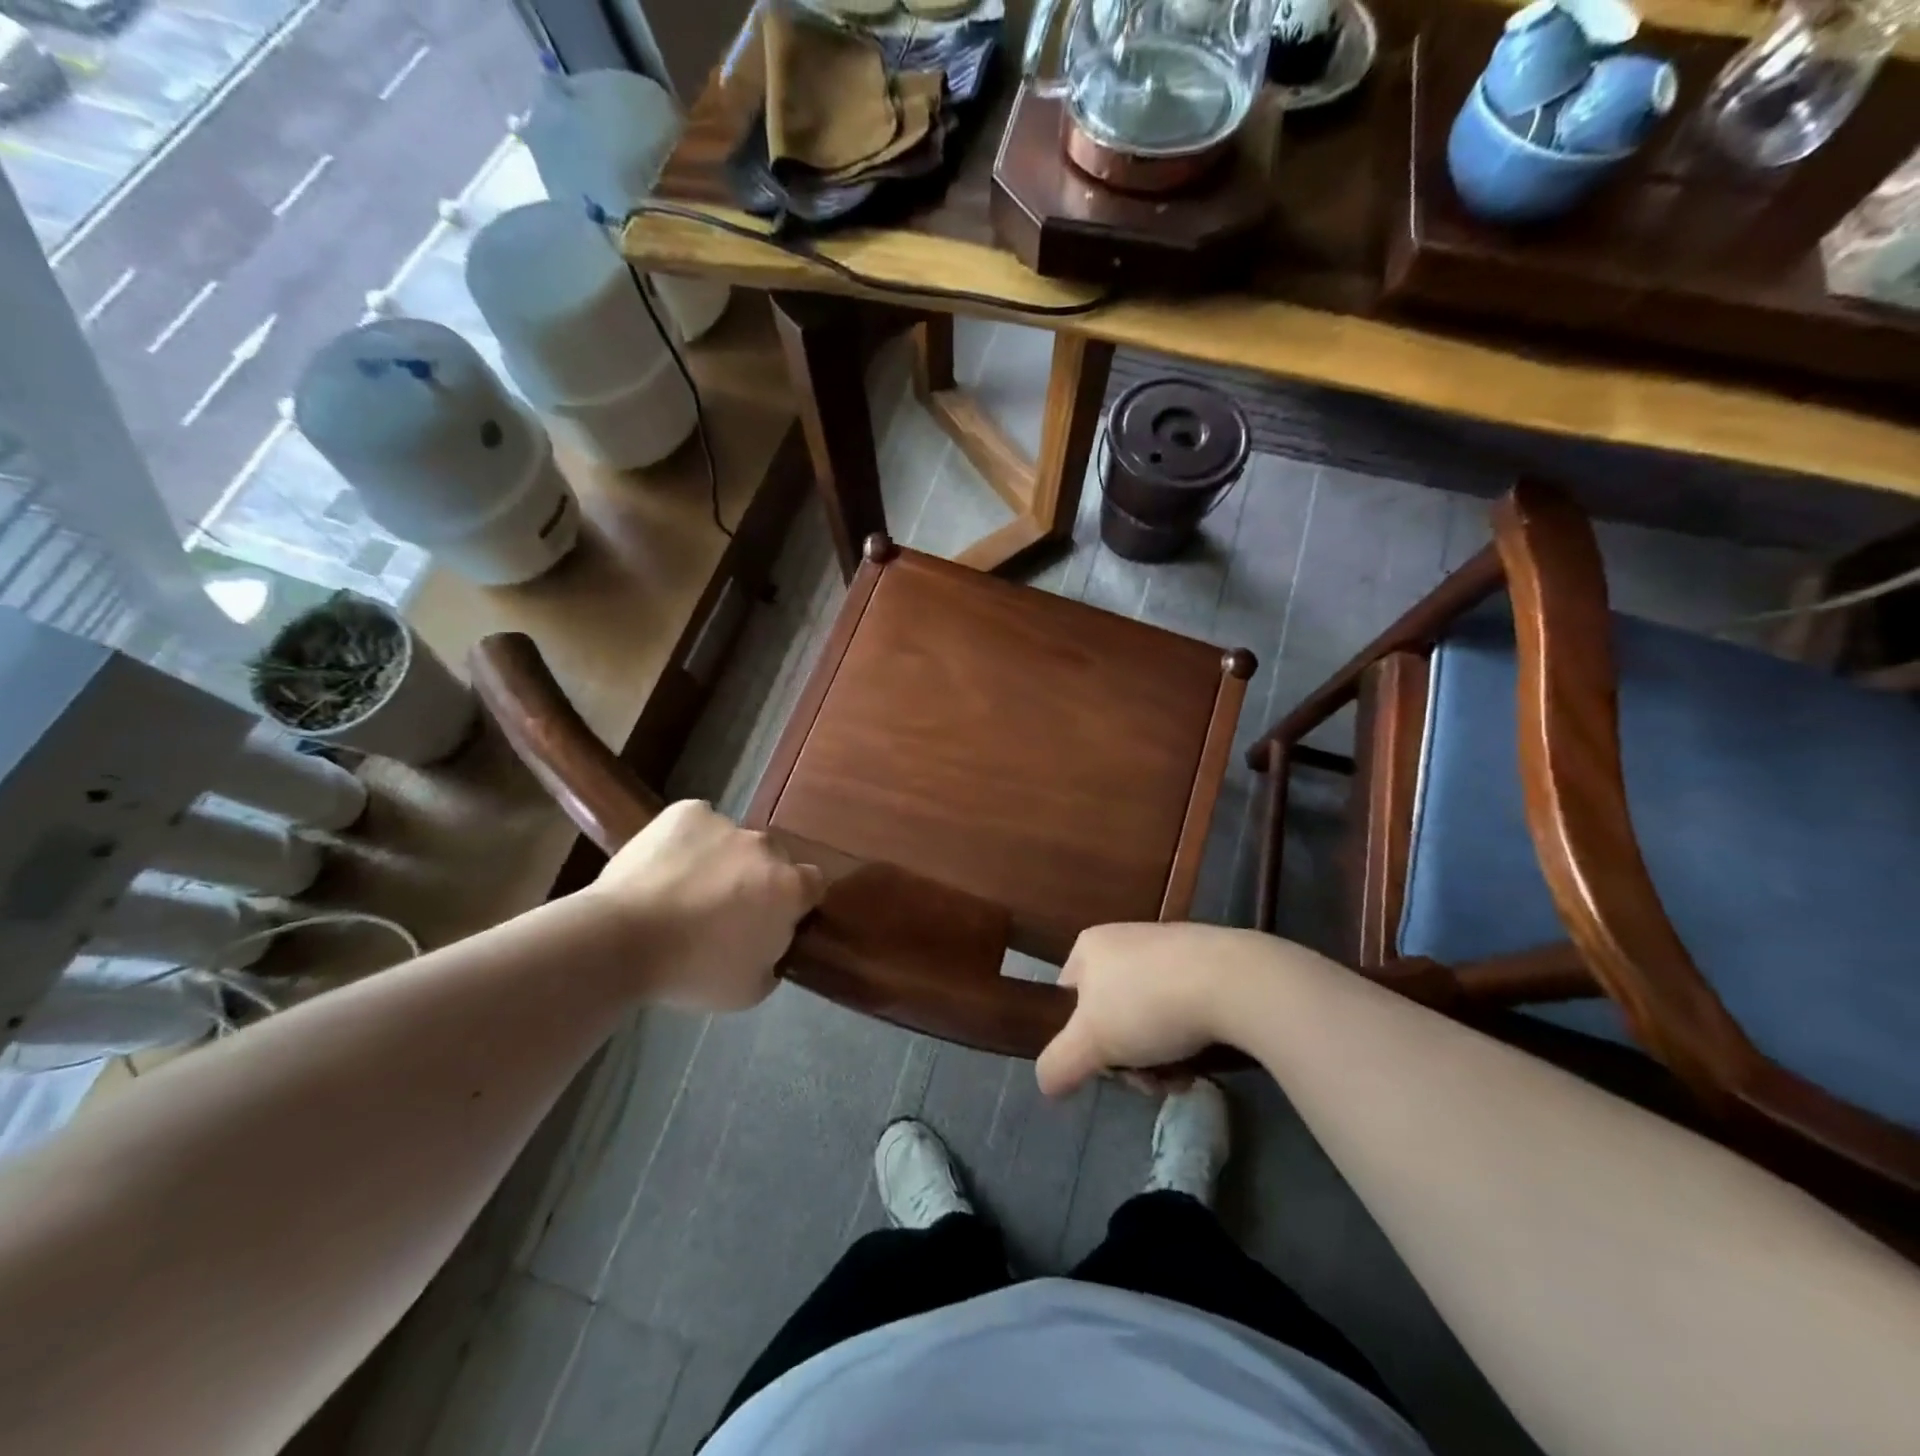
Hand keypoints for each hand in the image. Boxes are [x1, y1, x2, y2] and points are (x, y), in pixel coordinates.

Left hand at [583, 800, 825, 1011]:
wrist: (621, 940)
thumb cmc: (691, 972)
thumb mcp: (749, 990)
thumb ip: (773, 959)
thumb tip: (770, 945)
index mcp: (789, 888)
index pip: (813, 884)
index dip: (796, 902)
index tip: (773, 919)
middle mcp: (765, 847)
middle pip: (772, 860)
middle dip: (756, 880)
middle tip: (724, 910)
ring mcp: (726, 824)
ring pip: (732, 842)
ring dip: (721, 861)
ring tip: (684, 890)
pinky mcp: (687, 811)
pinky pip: (698, 823)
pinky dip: (688, 841)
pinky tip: (665, 867)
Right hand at [1036, 923, 1252, 1096]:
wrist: (1232, 981)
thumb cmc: (1147, 1004)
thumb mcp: (1091, 1041)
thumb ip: (1059, 1062)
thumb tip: (1045, 1082)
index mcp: (1090, 946)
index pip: (1067, 996)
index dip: (1080, 1037)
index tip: (1104, 1064)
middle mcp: (1124, 939)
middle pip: (1110, 1013)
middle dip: (1126, 1056)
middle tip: (1147, 1081)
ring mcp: (1167, 948)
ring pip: (1147, 1016)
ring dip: (1158, 1056)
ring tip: (1179, 1077)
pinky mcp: (1205, 962)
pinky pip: (1182, 1005)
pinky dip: (1186, 1036)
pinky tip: (1201, 1060)